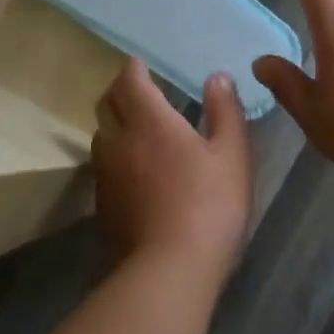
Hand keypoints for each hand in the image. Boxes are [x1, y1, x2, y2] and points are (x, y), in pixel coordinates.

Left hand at [92, 57, 252, 283]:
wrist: (170, 268)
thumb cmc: (210, 205)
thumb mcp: (233, 155)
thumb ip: (225, 111)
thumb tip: (217, 78)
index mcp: (149, 122)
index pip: (129, 80)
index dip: (134, 69)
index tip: (143, 65)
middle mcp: (118, 141)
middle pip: (106, 104)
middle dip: (120, 92)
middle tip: (140, 92)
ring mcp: (105, 174)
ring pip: (100, 136)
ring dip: (115, 124)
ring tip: (137, 130)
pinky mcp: (102, 204)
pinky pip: (103, 167)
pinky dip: (116, 156)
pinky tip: (136, 171)